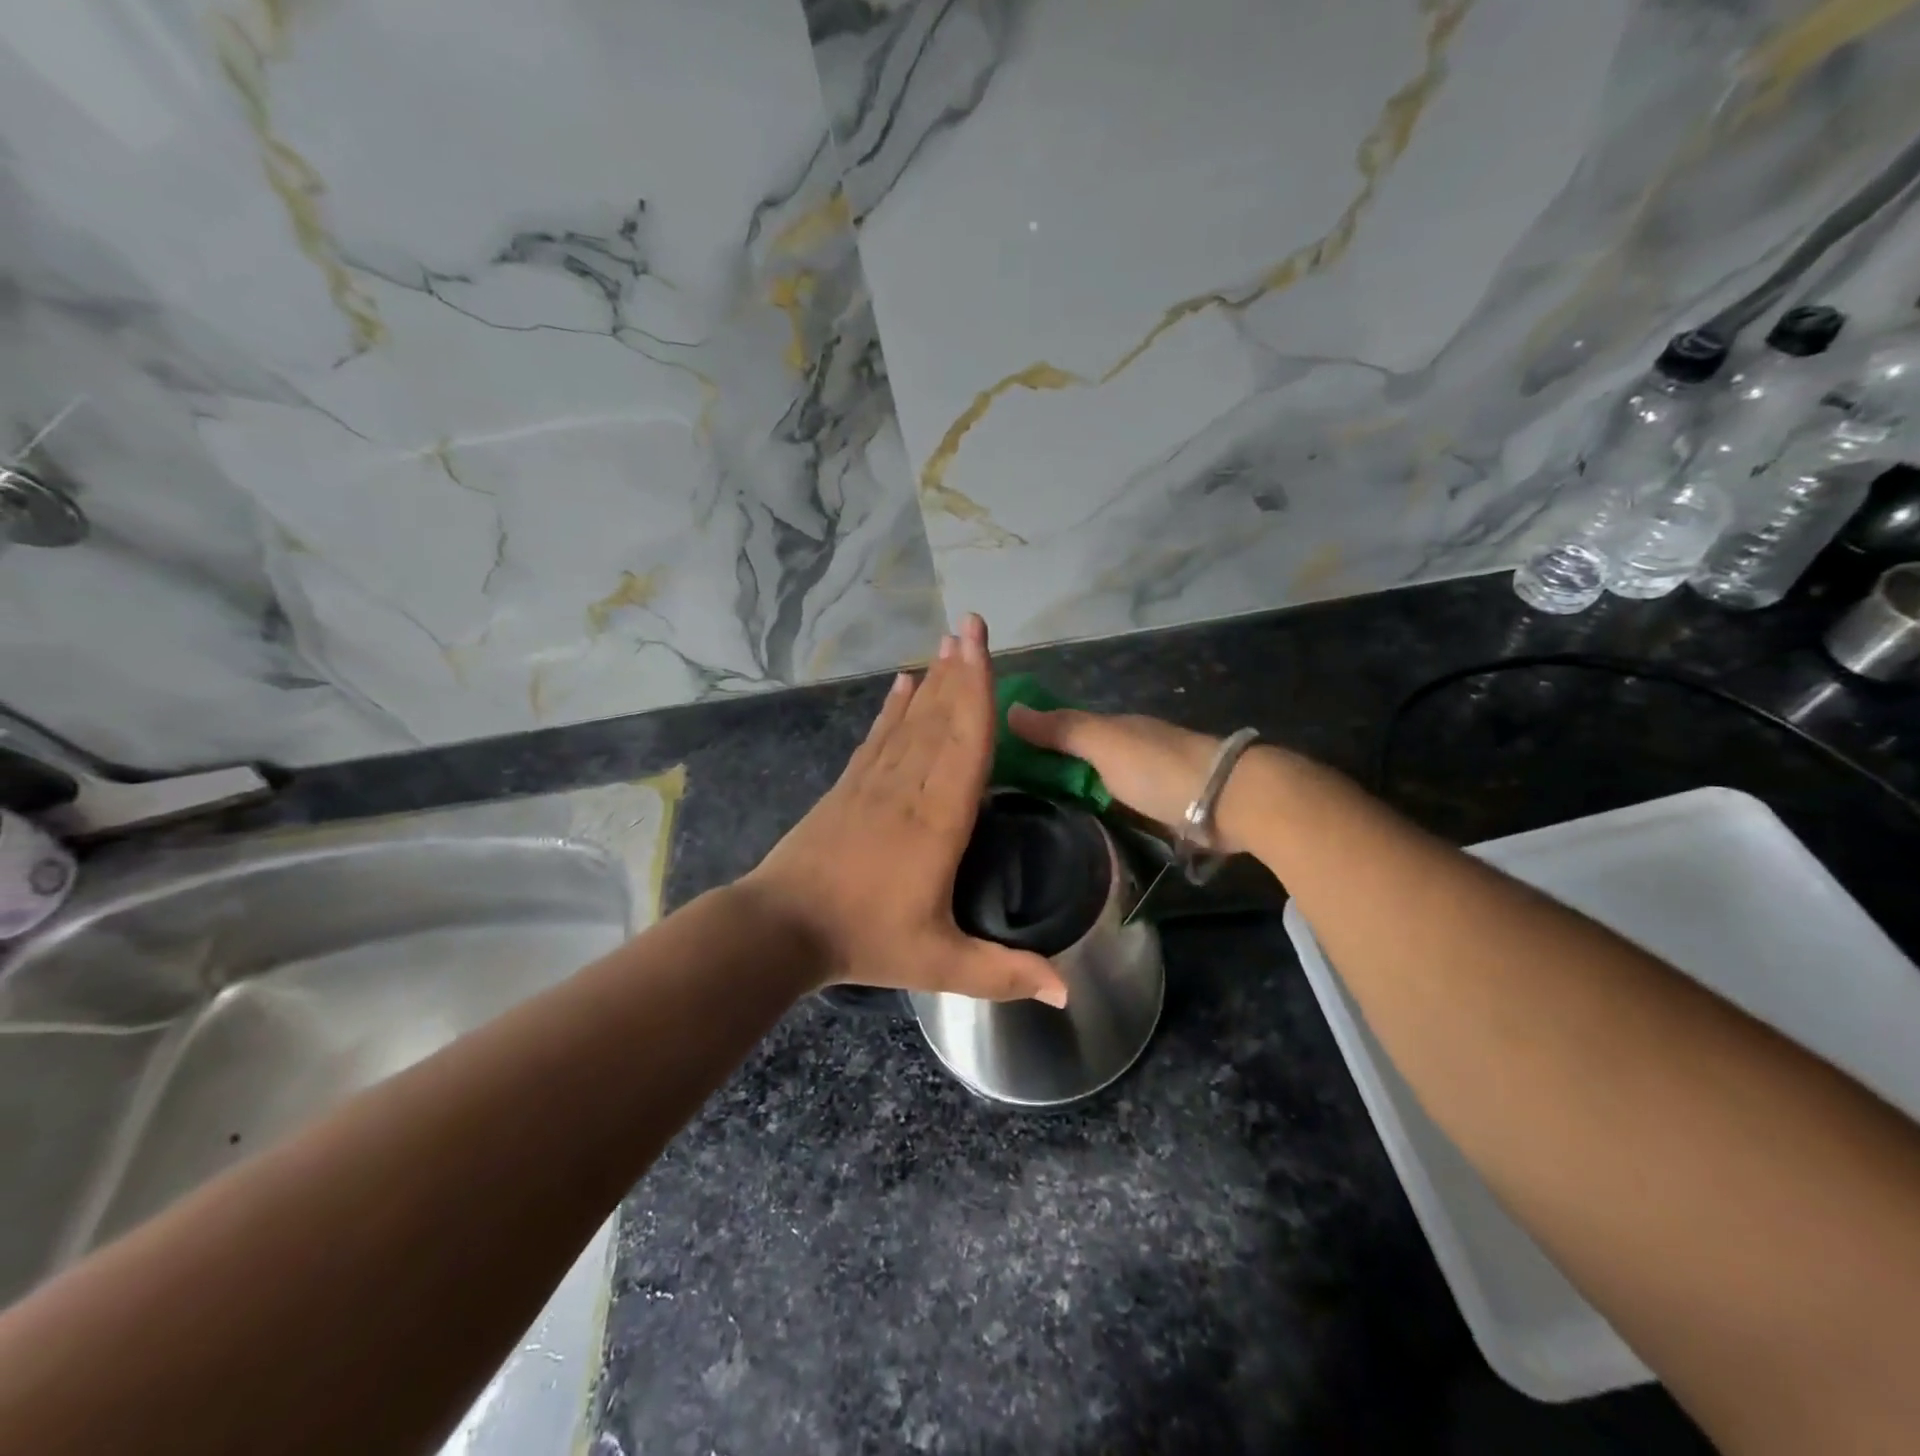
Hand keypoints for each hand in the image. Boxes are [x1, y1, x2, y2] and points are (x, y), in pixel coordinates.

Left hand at [744, 615, 1068, 1006]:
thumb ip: (1004, 973)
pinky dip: (893, 708)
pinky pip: (877, 737)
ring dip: (932, 680)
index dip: (978, 692)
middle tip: (971, 625)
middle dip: (959, 670)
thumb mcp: (940, 964)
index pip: (966, 744)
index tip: (983, 647)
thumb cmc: (865, 941)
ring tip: (947, 642)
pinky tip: (903, 684)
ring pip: (910, 721)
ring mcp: (873, 783)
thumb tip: (1067, 991)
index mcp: (938, 820)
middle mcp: (908, 788)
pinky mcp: (848, 787)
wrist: (782, 927)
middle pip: (940, 719)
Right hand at [1008, 705, 1250, 852]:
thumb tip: (1009, 709)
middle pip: (1083, 756)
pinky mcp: (1164, 809)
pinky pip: (1119, 806)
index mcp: (1115, 727)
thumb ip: (1061, 729)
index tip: (1001, 760)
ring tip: (1037, 816)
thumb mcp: (1103, 743)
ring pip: (1101, 782)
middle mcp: (1131, 748)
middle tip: (1011, 797)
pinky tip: (1083, 826)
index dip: (1036, 739)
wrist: (1229, 799)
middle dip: (1053, 767)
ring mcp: (1150, 779)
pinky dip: (1100, 810)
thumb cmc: (1159, 767)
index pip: (1065, 727)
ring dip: (1076, 791)